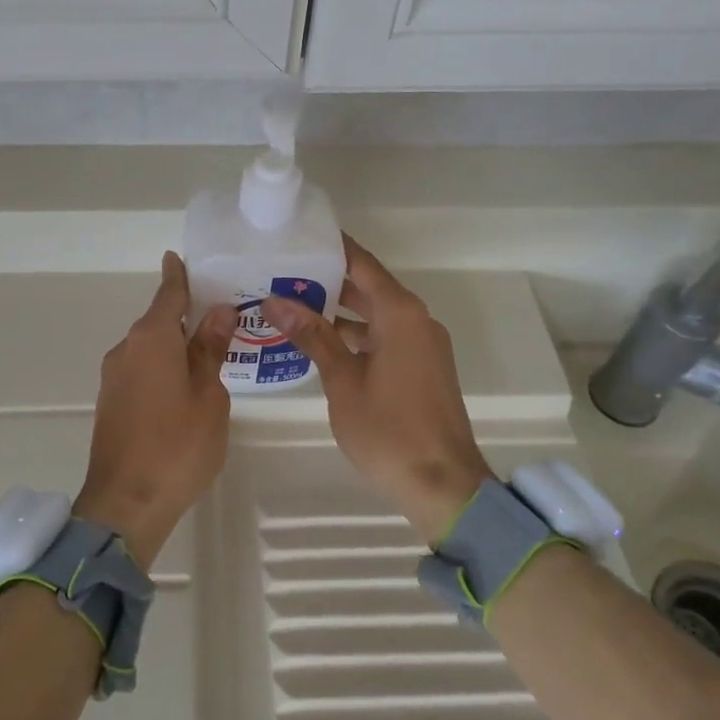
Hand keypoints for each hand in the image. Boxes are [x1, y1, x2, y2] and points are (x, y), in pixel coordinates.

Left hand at [75, 252, 236, 568]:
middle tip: (218, 313)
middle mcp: (126, 349)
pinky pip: (140, 370)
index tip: (177, 258)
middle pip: (157, 321)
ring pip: (149, 348)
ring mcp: (114, 377)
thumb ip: (211, 350)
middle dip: (183, 315)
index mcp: (152, 339)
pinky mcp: (110, 402)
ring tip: (207, 351)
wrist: (126, 503)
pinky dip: (161, 367)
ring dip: (173, 345)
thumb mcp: (209, 395)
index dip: (176, 276)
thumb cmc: (178, 445)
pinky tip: (182, 384)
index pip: (167, 295)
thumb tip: (218, 311)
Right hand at [262, 236, 491, 544]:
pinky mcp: (421, 367)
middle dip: (327, 280)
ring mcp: (422, 344)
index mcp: (400, 313)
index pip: (362, 263)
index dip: (331, 247)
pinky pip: (384, 336)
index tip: (297, 234)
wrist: (444, 485)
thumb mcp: (342, 381)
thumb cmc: (389, 430)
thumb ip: (312, 336)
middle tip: (280, 273)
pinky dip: (355, 335)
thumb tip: (275, 301)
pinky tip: (320, 343)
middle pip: (368, 287)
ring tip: (290, 305)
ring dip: (339, 311)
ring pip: (375, 314)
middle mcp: (415, 320)